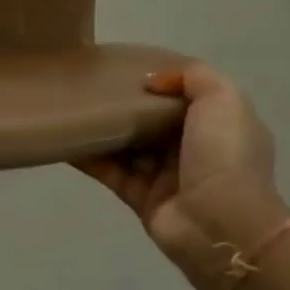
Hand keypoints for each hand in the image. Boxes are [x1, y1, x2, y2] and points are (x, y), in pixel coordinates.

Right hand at [75, 63, 289, 289]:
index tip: (126, 64)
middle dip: (127, 102)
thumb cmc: (224, 155)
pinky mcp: (140, 197)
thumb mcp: (223, 99)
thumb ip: (192, 76)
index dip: (161, 80)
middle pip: (153, 119)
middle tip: (92, 83)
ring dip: (104, 128)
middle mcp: (194, 149)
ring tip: (72, 106)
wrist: (220, 226)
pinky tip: (65, 139)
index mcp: (219, 125)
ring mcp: (166, 175)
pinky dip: (88, 157)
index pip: (186, 95)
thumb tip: (151, 81)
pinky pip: (110, 171)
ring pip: (128, 145)